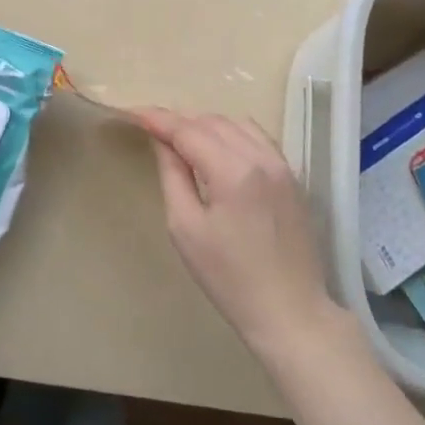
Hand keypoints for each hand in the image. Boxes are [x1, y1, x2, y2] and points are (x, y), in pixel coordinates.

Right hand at [135, 108, 344, 366]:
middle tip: (152, 129)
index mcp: (233, 171)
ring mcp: (281, 164)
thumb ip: (173, 176)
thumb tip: (162, 142)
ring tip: (181, 139)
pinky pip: (257, 137)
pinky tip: (217, 147)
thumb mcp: (186, 228)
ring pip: (236, 124)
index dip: (158, 119)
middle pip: (212, 122)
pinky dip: (232, 133)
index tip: (133, 113)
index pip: (187, 130)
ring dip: (206, 124)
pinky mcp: (292, 176)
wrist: (290, 311)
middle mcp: (261, 157)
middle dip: (180, 121)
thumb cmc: (229, 278)